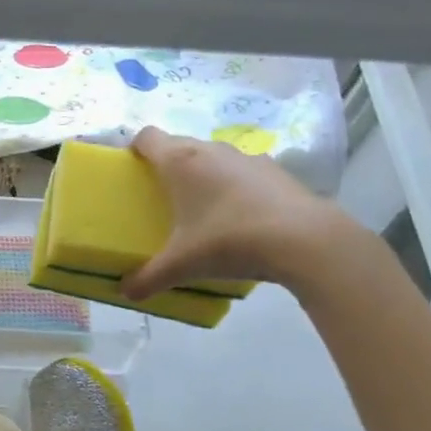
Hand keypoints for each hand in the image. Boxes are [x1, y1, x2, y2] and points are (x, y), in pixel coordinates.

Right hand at [120, 127, 360, 297]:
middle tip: (160, 199)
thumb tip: (126, 293)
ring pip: (212, 158)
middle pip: (178, 146)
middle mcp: (211, 150)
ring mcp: (247, 157)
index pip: (147, 137)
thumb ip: (148, 279)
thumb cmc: (229, 241)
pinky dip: (233, 188)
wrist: (304, 240)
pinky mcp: (275, 171)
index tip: (130, 172)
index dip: (134, 150)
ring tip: (201, 210)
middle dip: (166, 167)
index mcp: (181, 162)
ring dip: (202, 176)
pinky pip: (241, 173)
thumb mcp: (182, 266)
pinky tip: (238, 219)